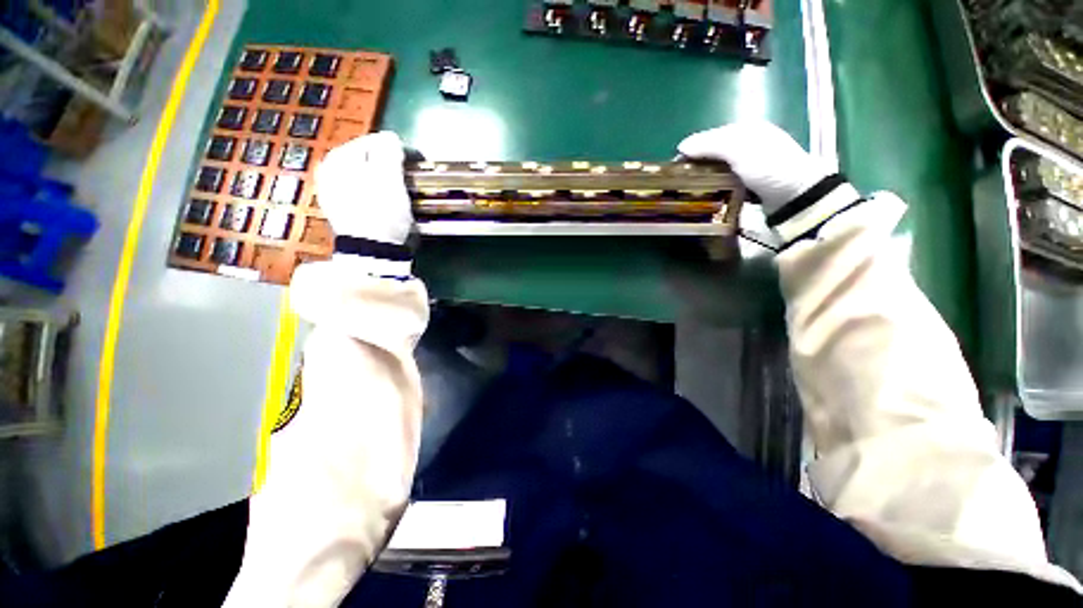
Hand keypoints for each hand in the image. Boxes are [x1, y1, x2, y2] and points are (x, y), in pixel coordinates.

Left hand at [315, 131, 412, 244]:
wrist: (371, 251)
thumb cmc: (382, 212)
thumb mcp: (389, 177)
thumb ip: (389, 150)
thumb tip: (390, 137)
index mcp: (339, 158)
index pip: (373, 141)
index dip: (398, 150)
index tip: (416, 163)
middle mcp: (329, 171)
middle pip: (368, 160)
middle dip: (390, 166)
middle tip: (408, 179)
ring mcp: (332, 191)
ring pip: (366, 176)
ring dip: (384, 179)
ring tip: (400, 192)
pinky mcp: (341, 209)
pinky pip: (362, 191)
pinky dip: (376, 193)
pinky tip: (386, 203)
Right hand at [677, 122, 833, 215]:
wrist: (797, 195)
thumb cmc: (768, 167)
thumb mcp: (738, 150)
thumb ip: (710, 146)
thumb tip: (681, 146)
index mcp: (746, 130)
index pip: (710, 136)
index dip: (692, 149)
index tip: (676, 166)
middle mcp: (748, 144)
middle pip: (714, 153)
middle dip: (698, 165)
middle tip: (682, 180)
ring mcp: (751, 165)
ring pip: (720, 169)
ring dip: (706, 178)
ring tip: (691, 190)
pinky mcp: (752, 183)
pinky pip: (727, 182)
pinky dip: (717, 187)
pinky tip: (709, 194)